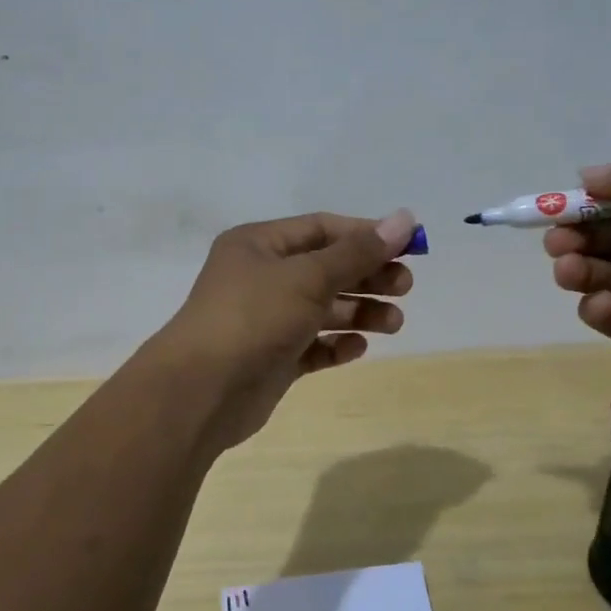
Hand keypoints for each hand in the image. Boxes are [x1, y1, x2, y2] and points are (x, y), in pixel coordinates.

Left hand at [155, 209, 417, 447]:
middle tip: (405, 288)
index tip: (409, 247)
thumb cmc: (254, 317)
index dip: (366, 235)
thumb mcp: (309, 277)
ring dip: (359, 313)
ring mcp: (265, 320)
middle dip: (367, 276)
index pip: (321, 229)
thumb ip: (358, 252)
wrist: (202, 392)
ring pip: (322, 309)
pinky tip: (357, 348)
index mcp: (259, 245)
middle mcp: (260, 277)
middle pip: (325, 269)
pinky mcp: (272, 358)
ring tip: (393, 323)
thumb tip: (405, 218)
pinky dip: (335, 345)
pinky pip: (312, 346)